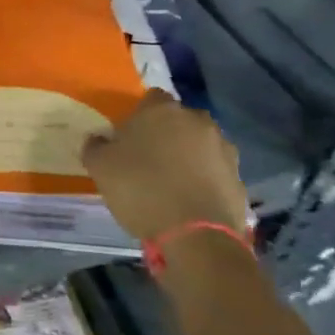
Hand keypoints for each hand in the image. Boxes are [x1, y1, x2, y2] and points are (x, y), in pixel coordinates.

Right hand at [82, 90, 249, 244]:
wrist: (196, 236)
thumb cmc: (141, 189)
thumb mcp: (100, 167)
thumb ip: (95, 146)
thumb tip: (98, 139)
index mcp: (161, 110)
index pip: (151, 98)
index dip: (140, 116)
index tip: (129, 137)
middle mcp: (197, 120)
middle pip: (179, 120)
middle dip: (167, 134)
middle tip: (150, 159)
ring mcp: (223, 148)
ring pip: (200, 145)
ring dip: (189, 156)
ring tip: (172, 183)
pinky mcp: (239, 177)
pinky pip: (215, 171)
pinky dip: (205, 180)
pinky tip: (190, 201)